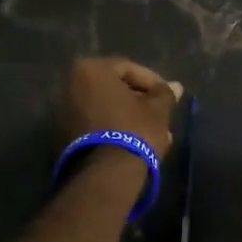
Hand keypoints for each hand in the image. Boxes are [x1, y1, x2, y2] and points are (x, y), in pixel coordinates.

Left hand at [60, 57, 182, 159]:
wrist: (107, 172)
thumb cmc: (135, 129)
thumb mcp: (157, 109)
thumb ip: (165, 93)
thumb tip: (176, 86)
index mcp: (91, 70)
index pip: (129, 69)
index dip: (154, 82)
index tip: (169, 97)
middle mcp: (72, 85)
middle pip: (116, 89)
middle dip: (141, 101)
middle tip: (161, 114)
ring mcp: (66, 111)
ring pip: (108, 108)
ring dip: (131, 116)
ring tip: (154, 132)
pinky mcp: (67, 134)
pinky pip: (98, 123)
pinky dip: (116, 127)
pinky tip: (137, 141)